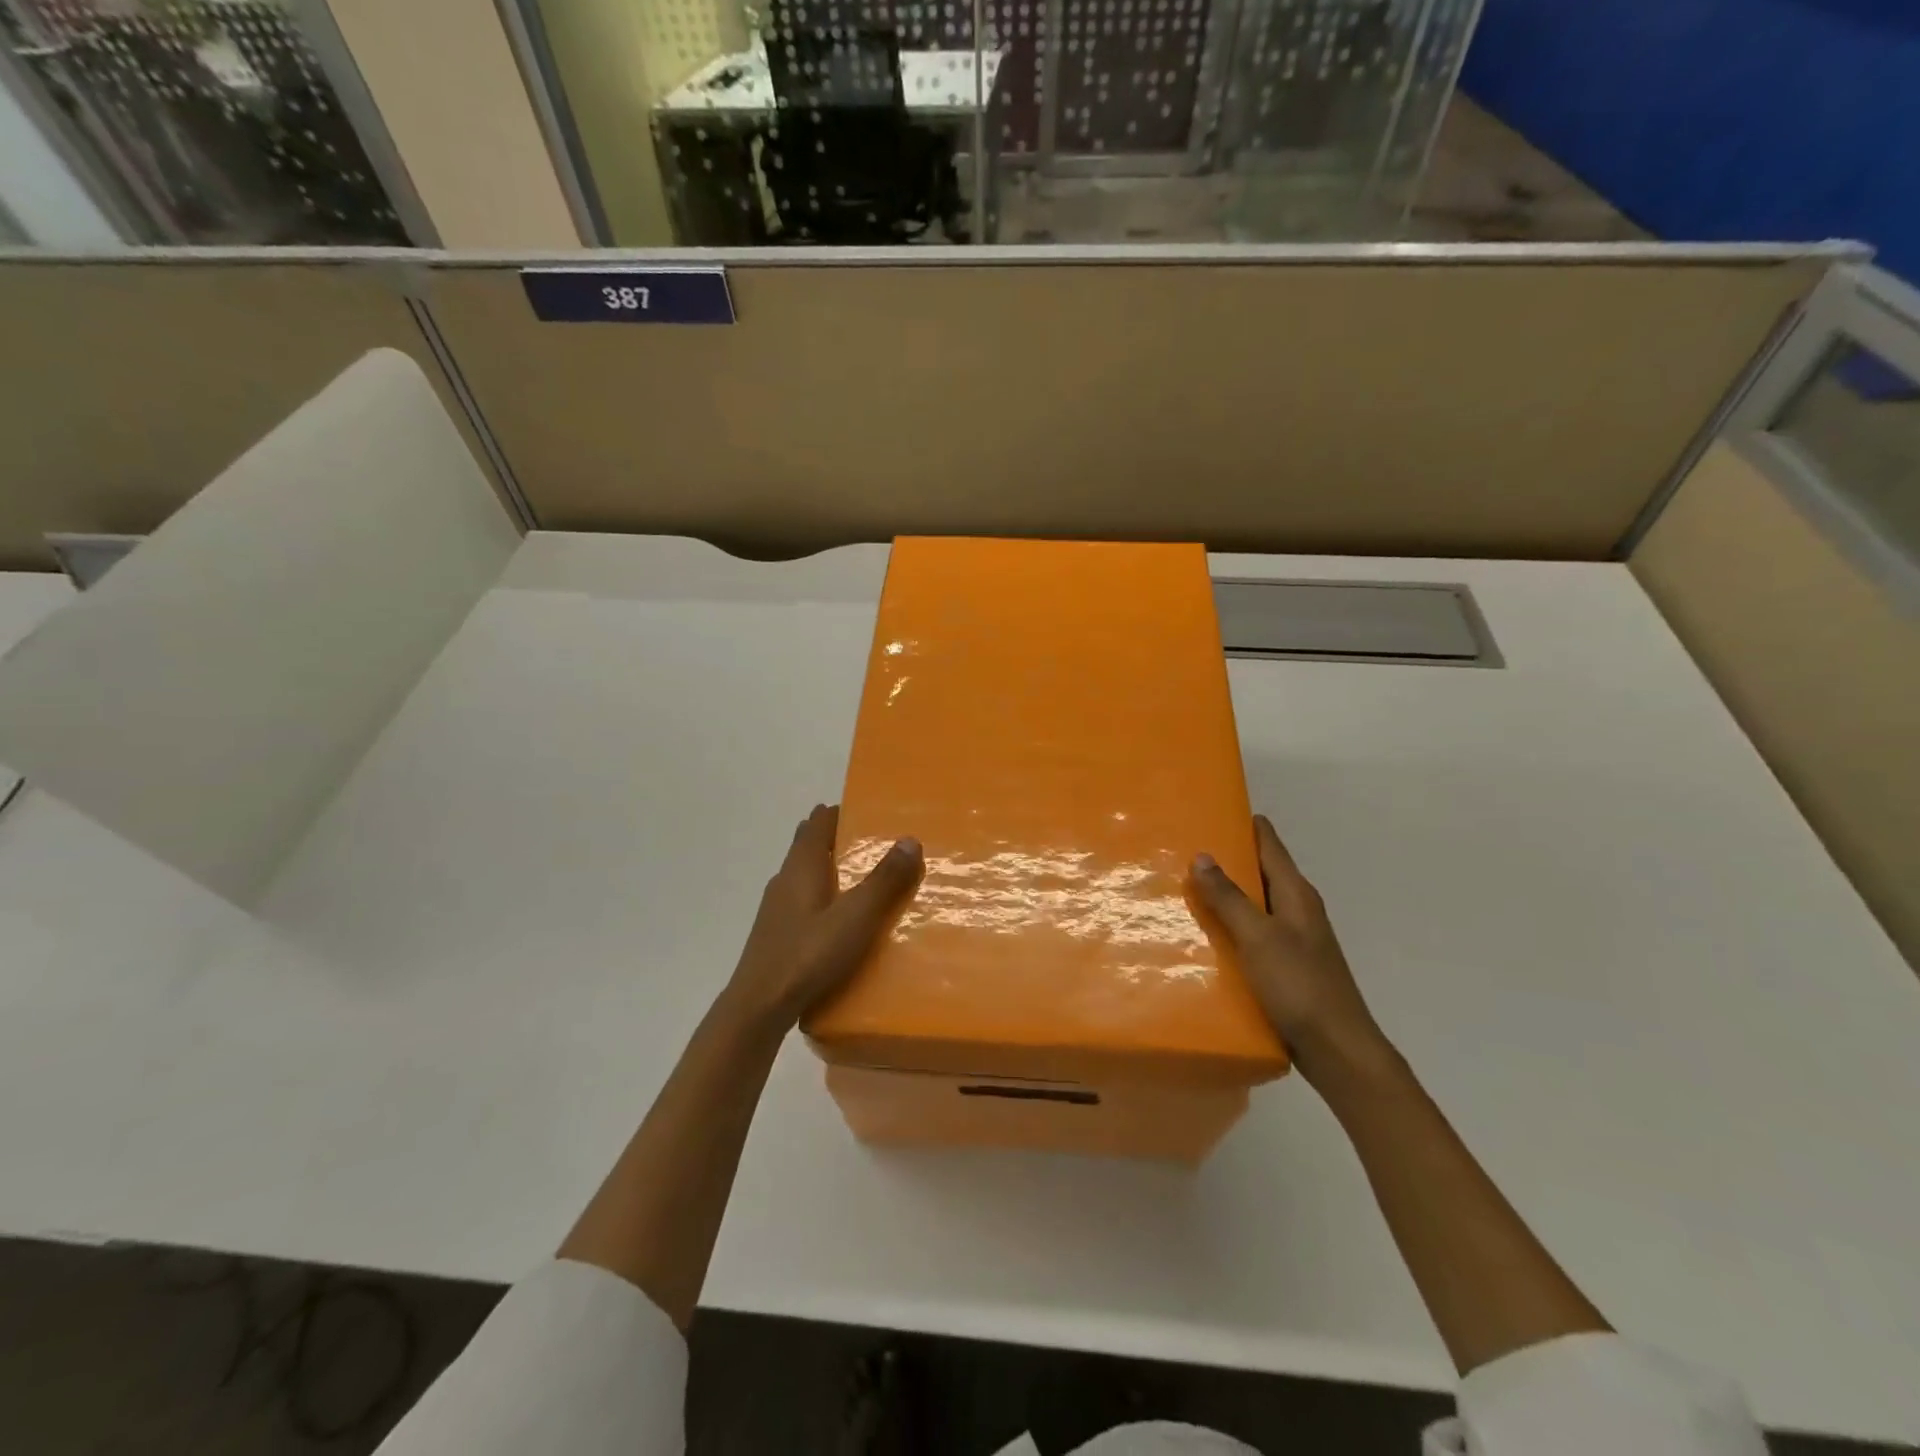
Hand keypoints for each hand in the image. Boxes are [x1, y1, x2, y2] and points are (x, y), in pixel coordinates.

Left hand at [722, 804, 921, 1032]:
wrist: (758, 1008)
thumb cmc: (808, 955)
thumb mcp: (856, 917)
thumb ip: (884, 880)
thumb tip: (910, 840)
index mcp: (802, 866)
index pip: (819, 822)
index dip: (841, 812)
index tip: (869, 811)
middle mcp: (785, 879)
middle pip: (809, 845)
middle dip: (837, 838)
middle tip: (873, 844)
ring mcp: (776, 908)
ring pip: (805, 875)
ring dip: (830, 869)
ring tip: (863, 880)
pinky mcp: (776, 934)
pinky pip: (803, 901)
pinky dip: (823, 897)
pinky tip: (839, 920)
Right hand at [1191, 814, 1390, 1085]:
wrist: (1337, 1051)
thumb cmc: (1299, 986)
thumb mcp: (1258, 938)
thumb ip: (1229, 897)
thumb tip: (1202, 855)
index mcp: (1296, 893)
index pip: (1269, 843)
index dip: (1244, 823)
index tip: (1210, 808)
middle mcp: (1298, 909)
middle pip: (1260, 871)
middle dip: (1227, 858)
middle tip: (1182, 847)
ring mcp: (1294, 938)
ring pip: (1255, 903)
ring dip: (1226, 893)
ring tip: (1185, 886)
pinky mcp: (1287, 965)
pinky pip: (1253, 932)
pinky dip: (1231, 924)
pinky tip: (1206, 935)